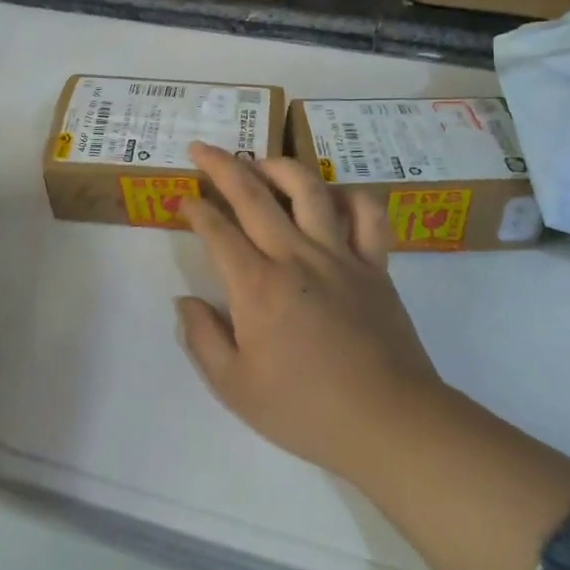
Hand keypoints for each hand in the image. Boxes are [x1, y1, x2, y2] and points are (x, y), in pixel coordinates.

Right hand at [176, 143, 445, 484]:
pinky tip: (334, 197)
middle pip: (253, 194)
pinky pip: (368, 215)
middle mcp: (295, 256)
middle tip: (202, 148)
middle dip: (222, 165)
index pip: (217, 231)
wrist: (387, 421)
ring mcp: (340, 255)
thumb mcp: (235, 388)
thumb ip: (203, 339)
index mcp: (257, 285)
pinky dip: (351, 196)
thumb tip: (184, 302)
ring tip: (262, 161)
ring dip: (280, 166)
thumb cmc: (305, 410)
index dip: (194, 209)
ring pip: (309, 189)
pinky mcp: (375, 265)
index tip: (182, 200)